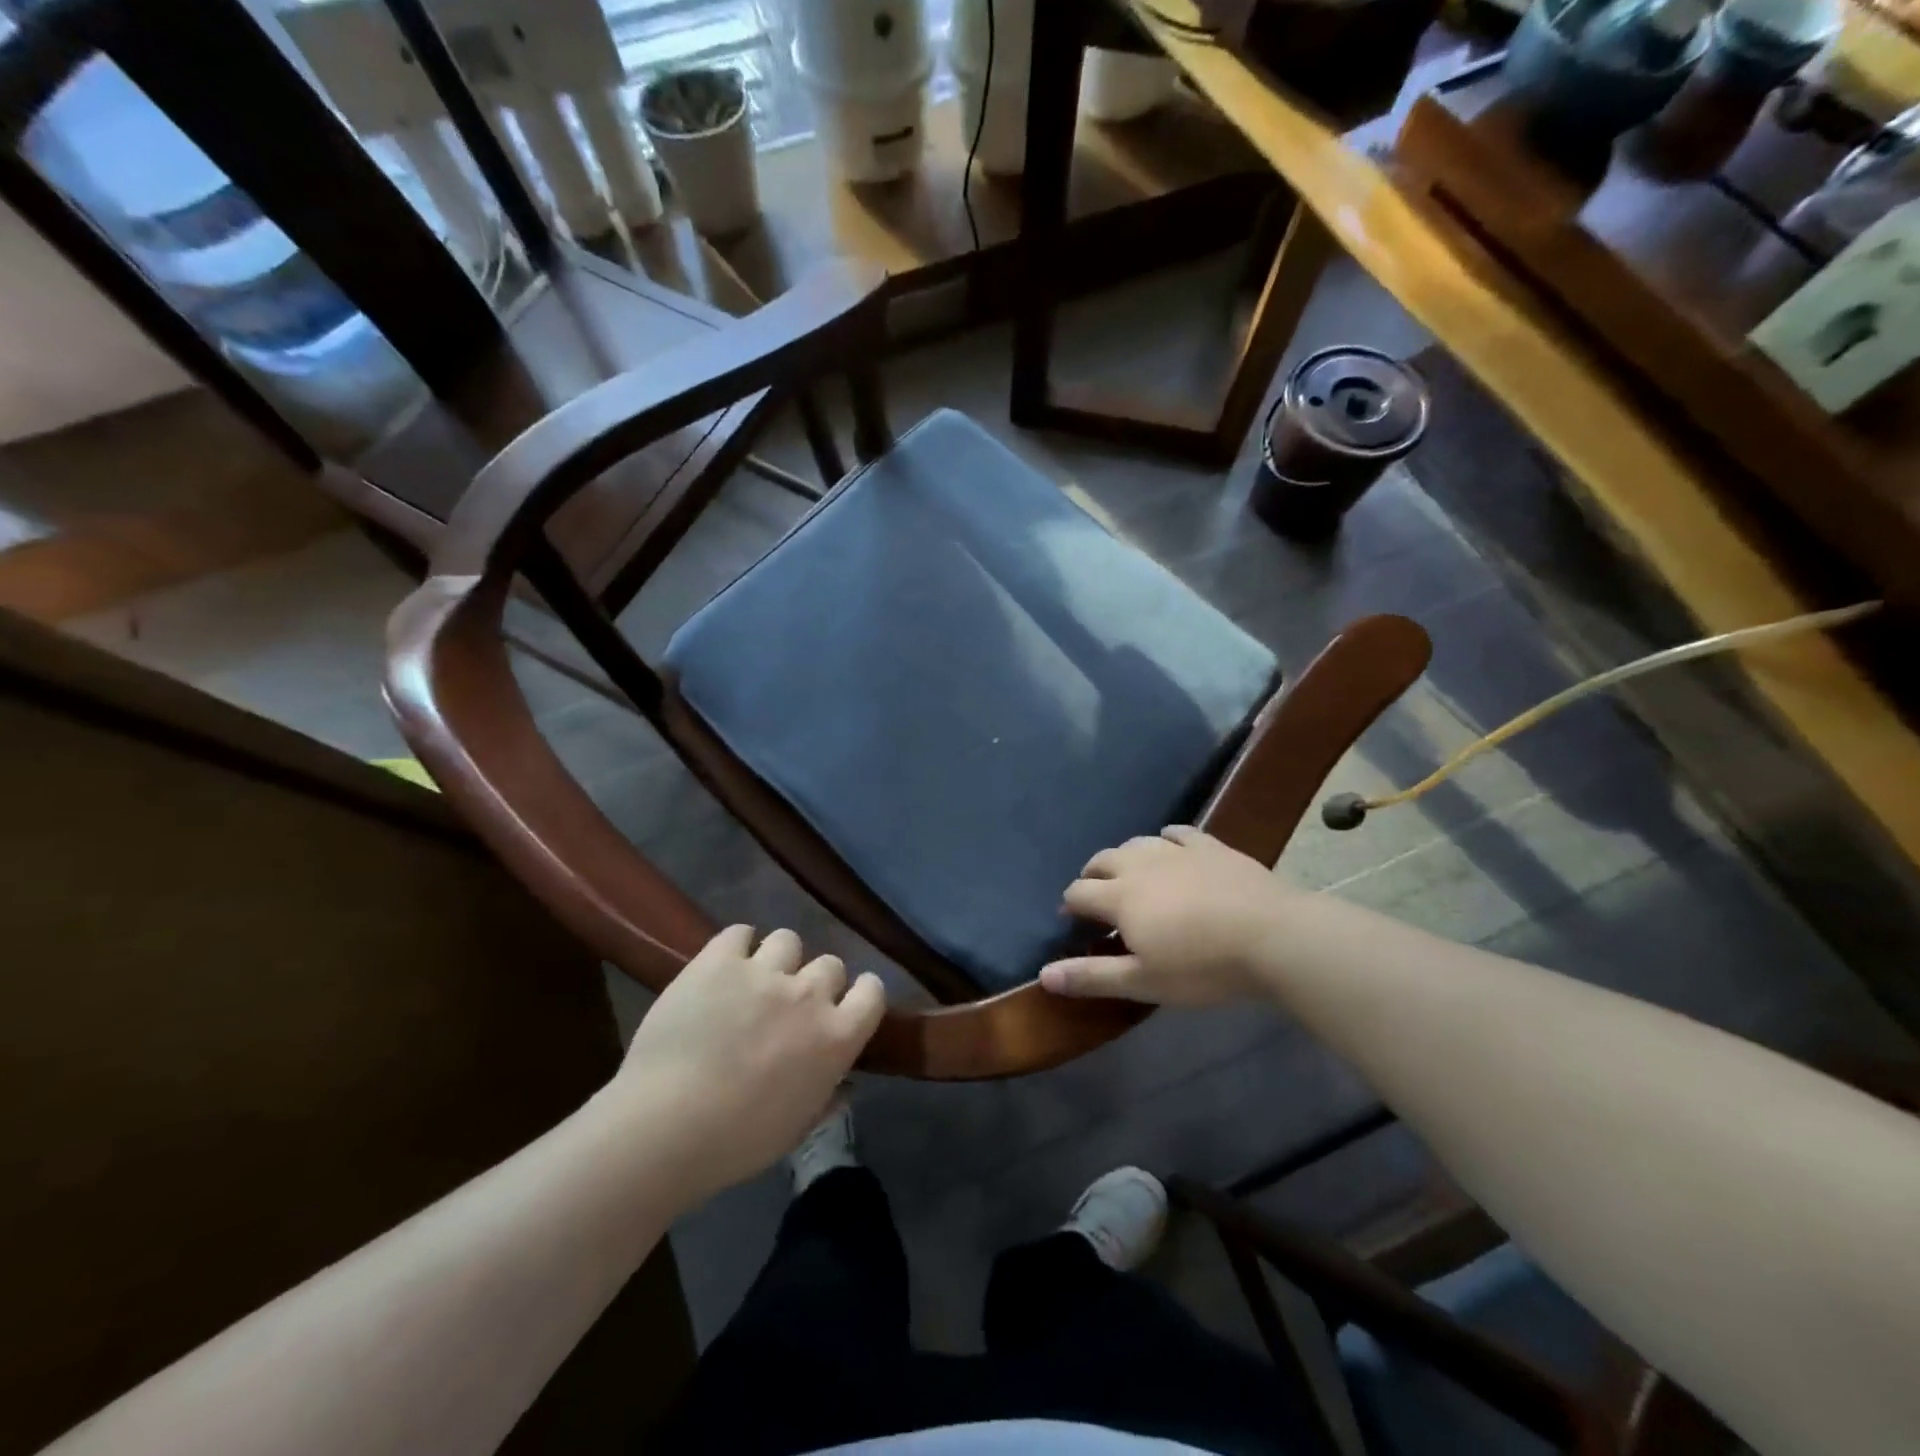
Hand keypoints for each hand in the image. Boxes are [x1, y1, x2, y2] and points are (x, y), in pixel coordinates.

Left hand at [612, 925, 885, 1196]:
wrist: (667, 1125)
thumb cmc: (737, 1141)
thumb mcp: (796, 1129)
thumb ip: (826, 1099)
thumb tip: (846, 1086)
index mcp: (836, 1037)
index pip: (872, 992)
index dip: (862, 993)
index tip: (846, 1003)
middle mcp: (808, 995)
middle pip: (830, 964)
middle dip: (815, 981)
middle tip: (790, 1003)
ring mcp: (764, 971)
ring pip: (788, 939)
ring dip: (777, 958)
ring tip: (754, 979)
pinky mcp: (720, 959)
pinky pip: (740, 932)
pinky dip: (736, 946)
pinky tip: (723, 966)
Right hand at [1041, 826, 1288, 1005]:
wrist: (1273, 937)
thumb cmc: (1203, 967)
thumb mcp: (1144, 981)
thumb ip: (1092, 976)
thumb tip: (1042, 976)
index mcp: (1120, 897)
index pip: (1078, 892)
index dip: (1070, 905)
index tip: (1073, 922)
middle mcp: (1140, 865)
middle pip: (1102, 860)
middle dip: (1092, 876)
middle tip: (1097, 898)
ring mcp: (1177, 851)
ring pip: (1137, 842)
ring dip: (1124, 857)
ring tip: (1130, 874)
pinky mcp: (1210, 846)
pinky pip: (1178, 832)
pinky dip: (1165, 839)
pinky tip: (1170, 848)